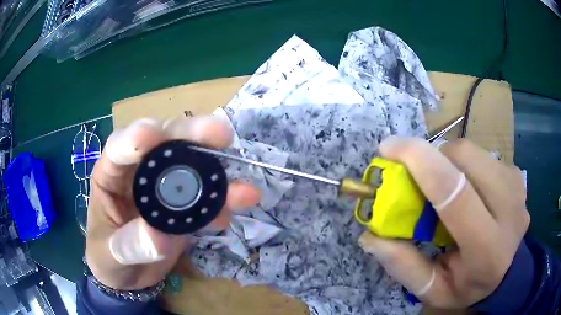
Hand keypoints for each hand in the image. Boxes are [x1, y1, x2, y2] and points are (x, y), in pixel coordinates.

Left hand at [85, 117, 260, 289]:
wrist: (127, 277)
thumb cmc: (107, 258)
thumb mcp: (110, 255)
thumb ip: (129, 246)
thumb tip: (160, 238)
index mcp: (111, 175)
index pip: (120, 148)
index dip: (136, 137)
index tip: (153, 134)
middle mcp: (139, 173)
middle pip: (163, 143)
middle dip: (190, 135)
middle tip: (219, 135)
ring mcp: (165, 189)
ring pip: (191, 167)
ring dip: (218, 174)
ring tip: (243, 189)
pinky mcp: (183, 207)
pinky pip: (204, 199)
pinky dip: (221, 204)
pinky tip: (234, 211)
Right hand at [358, 138, 528, 307]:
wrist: (508, 272)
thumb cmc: (468, 286)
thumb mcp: (433, 291)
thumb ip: (404, 267)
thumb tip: (371, 236)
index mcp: (487, 249)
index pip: (455, 194)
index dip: (420, 162)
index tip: (388, 147)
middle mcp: (510, 210)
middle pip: (464, 158)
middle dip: (433, 158)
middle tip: (418, 179)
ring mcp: (516, 186)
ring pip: (472, 151)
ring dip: (448, 161)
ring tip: (444, 188)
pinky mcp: (516, 174)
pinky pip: (481, 154)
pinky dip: (463, 164)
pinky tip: (466, 188)